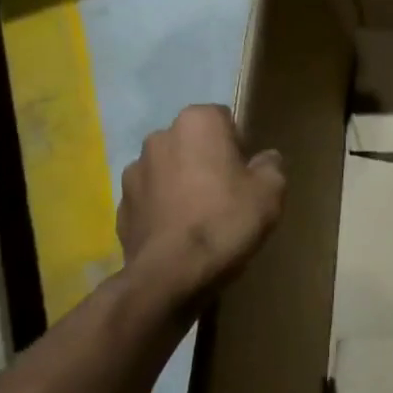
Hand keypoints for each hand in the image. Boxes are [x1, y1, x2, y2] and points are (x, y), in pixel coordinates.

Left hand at [116, 105, 284, 297]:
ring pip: (169, 170)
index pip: (223, 118)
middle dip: (207, 161)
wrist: (172, 273)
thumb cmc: (226, 220)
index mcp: (197, 123)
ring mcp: (133, 171)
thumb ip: (271, 165)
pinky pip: (152, 199)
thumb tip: (264, 159)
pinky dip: (165, 210)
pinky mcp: (121, 205)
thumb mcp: (271, 191)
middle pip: (193, 143)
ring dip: (182, 184)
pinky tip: (180, 235)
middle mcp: (159, 137)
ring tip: (201, 218)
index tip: (246, 173)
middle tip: (228, 195)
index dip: (238, 144)